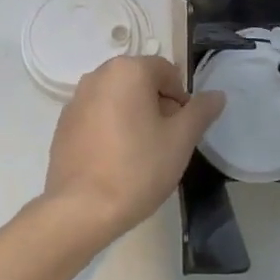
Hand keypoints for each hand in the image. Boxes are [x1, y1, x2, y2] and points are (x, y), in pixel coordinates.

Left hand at [41, 55, 225, 242]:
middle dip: (157, 106)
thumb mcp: (181, 140)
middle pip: (140, 82)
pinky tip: (115, 160)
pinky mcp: (62, 124)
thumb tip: (217, 95)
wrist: (82, 208)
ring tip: (140, 153)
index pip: (166, 71)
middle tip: (165, 142)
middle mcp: (97, 76)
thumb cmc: (138, 168)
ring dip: (133, 117)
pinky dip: (110, 129)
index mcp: (127, 70)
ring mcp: (75, 99)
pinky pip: (96, 117)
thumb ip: (201, 111)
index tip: (182, 129)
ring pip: (117, 99)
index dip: (181, 98)